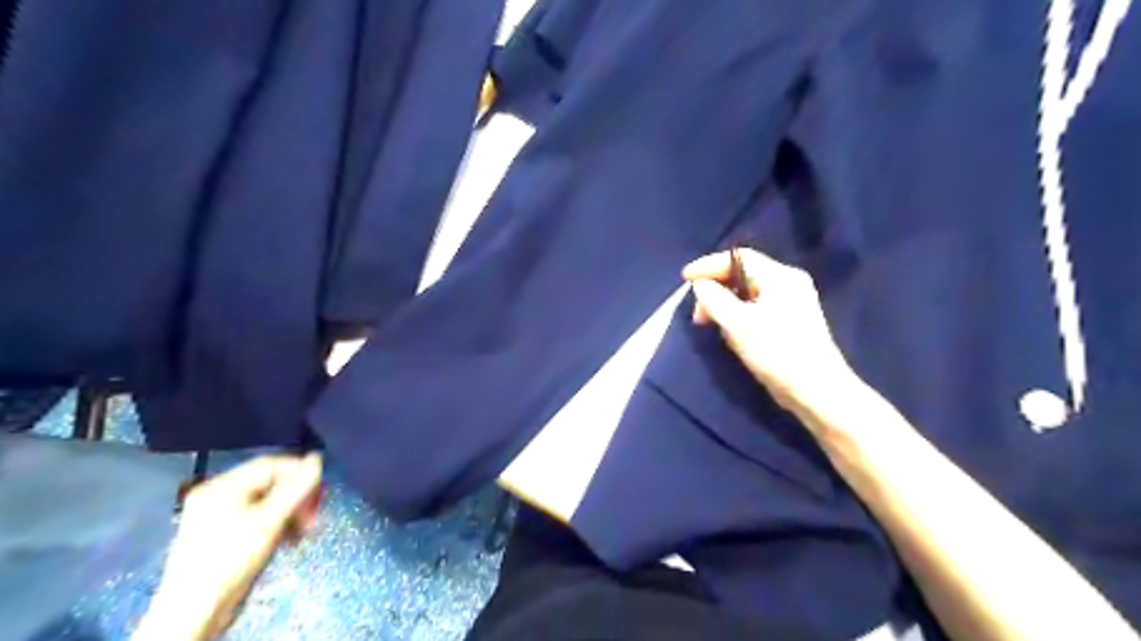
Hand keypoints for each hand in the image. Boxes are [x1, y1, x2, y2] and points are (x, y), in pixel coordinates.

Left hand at [139, 453, 325, 640]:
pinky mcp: (225, 537)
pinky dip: (278, 525)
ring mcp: (220, 517)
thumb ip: (297, 487)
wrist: (194, 612)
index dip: (300, 473)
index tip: (322, 490)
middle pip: (271, 484)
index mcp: (223, 487)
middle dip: (297, 498)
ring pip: (268, 503)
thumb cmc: (231, 559)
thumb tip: (316, 459)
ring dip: (291, 513)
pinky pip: (259, 519)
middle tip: (315, 514)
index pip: (271, 465)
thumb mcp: (270, 520)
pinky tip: (289, 539)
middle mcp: (218, 496)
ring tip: (305, 531)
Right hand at [675, 247, 854, 420]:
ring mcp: (792, 303)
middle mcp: (788, 283)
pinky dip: (739, 316)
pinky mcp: (790, 323)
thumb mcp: (738, 325)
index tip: (685, 279)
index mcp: (780, 276)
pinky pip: (757, 309)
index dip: (708, 265)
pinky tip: (731, 334)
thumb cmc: (777, 353)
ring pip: (748, 294)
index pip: (739, 257)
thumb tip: (700, 285)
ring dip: (725, 305)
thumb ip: (714, 300)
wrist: (817, 392)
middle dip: (716, 289)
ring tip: (712, 325)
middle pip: (743, 274)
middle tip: (698, 313)